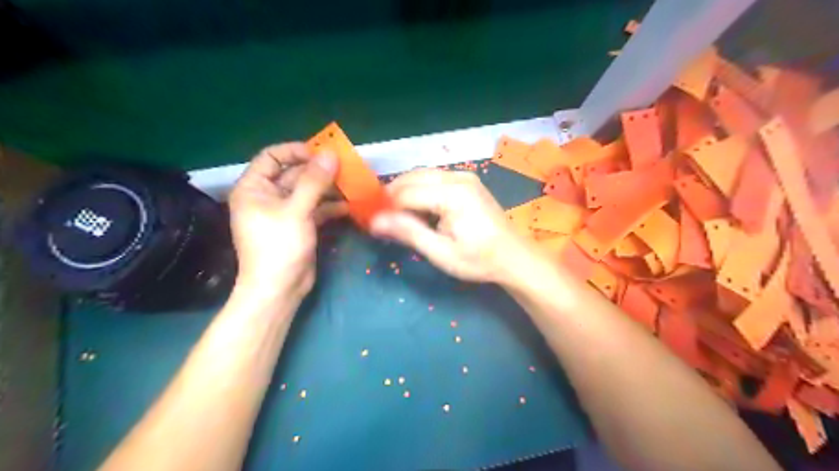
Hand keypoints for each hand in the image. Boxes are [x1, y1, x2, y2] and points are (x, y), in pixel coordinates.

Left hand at [228, 141, 344, 301]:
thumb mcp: (296, 210)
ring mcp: (285, 212)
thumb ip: (314, 181)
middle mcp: (267, 197)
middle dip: (319, 171)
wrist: (279, 289)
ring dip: (328, 188)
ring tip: (352, 185)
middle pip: (294, 174)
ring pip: (308, 192)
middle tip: (346, 168)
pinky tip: (349, 206)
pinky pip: (315, 209)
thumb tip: (331, 154)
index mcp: (254, 188)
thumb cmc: (279, 247)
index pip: (272, 157)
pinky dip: (330, 206)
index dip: (296, 151)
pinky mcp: (299, 226)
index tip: (322, 152)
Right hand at [369, 169, 537, 282]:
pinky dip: (420, 190)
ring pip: (422, 175)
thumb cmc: (478, 260)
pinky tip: (419, 209)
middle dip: (392, 196)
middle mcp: (457, 177)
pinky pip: (434, 179)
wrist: (514, 257)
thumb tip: (374, 221)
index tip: (373, 224)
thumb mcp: (441, 252)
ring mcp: (464, 176)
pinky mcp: (468, 181)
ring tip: (398, 216)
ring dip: (405, 192)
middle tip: (383, 219)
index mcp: (452, 194)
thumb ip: (408, 232)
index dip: (385, 207)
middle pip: (412, 178)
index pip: (405, 193)